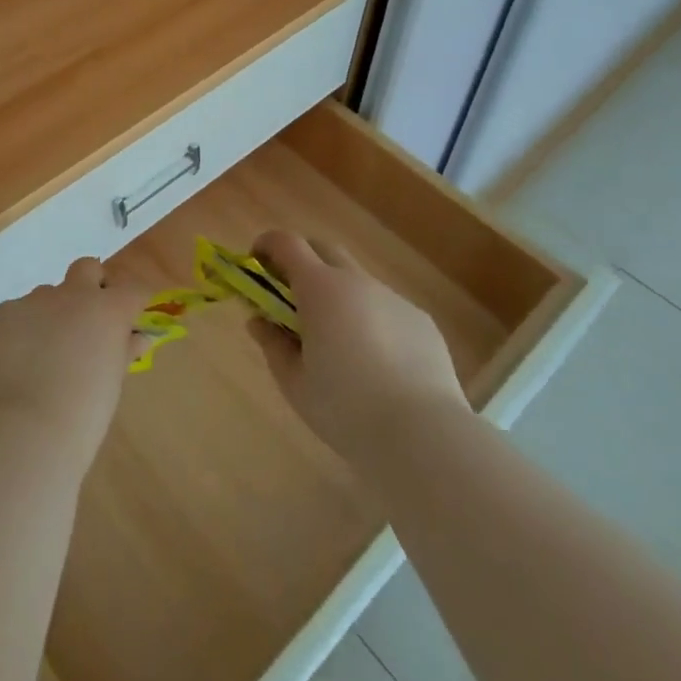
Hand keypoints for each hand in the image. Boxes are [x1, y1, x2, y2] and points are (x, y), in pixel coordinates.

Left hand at [0, 258, 151, 472]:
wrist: (22, 433)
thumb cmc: (81, 418)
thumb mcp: (112, 385)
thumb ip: (123, 352)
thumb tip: (136, 337)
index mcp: (107, 310)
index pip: (132, 290)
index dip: (133, 303)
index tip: (129, 320)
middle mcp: (72, 295)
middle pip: (87, 268)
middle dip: (90, 286)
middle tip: (85, 322)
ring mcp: (32, 301)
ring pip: (46, 295)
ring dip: (50, 315)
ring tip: (41, 358)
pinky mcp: (0, 313)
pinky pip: (14, 315)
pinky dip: (18, 333)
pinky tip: (13, 366)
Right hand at [247, 230, 468, 468]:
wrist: (424, 436)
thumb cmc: (346, 408)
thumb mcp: (294, 383)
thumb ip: (272, 344)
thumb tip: (258, 320)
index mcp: (320, 288)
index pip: (286, 243)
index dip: (267, 246)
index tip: (256, 265)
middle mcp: (357, 281)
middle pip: (323, 249)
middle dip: (302, 261)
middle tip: (292, 296)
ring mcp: (392, 298)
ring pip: (357, 280)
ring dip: (339, 294)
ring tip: (338, 340)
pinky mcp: (420, 321)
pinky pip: (386, 308)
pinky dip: (371, 320)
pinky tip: (378, 363)